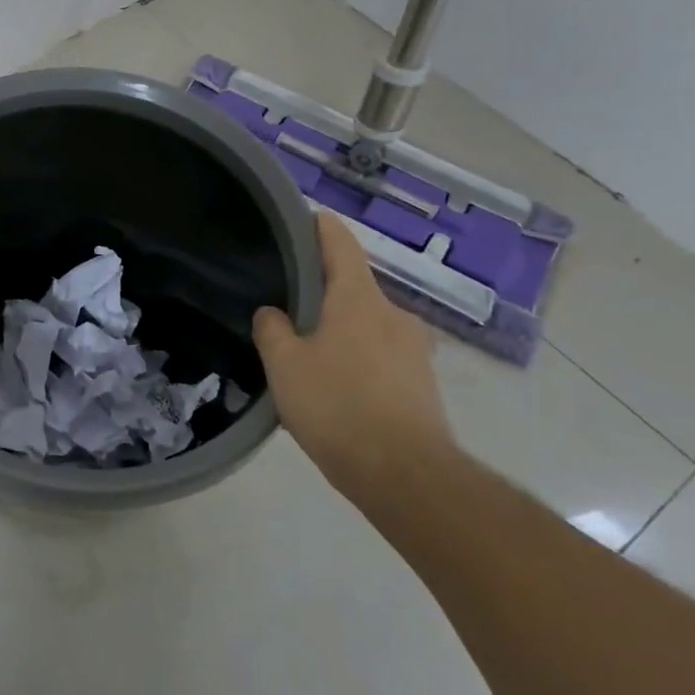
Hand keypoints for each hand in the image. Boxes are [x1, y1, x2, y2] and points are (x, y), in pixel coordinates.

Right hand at [253, 211, 454, 495]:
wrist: (406, 475)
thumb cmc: (338, 406)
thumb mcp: (284, 365)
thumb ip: (272, 329)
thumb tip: (273, 313)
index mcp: (358, 299)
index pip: (340, 244)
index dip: (320, 227)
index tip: (302, 218)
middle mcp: (393, 314)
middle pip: (352, 288)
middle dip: (322, 293)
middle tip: (287, 307)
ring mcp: (414, 350)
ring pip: (367, 324)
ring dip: (340, 330)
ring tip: (308, 354)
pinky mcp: (422, 383)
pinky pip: (381, 356)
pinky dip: (358, 359)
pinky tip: (336, 388)